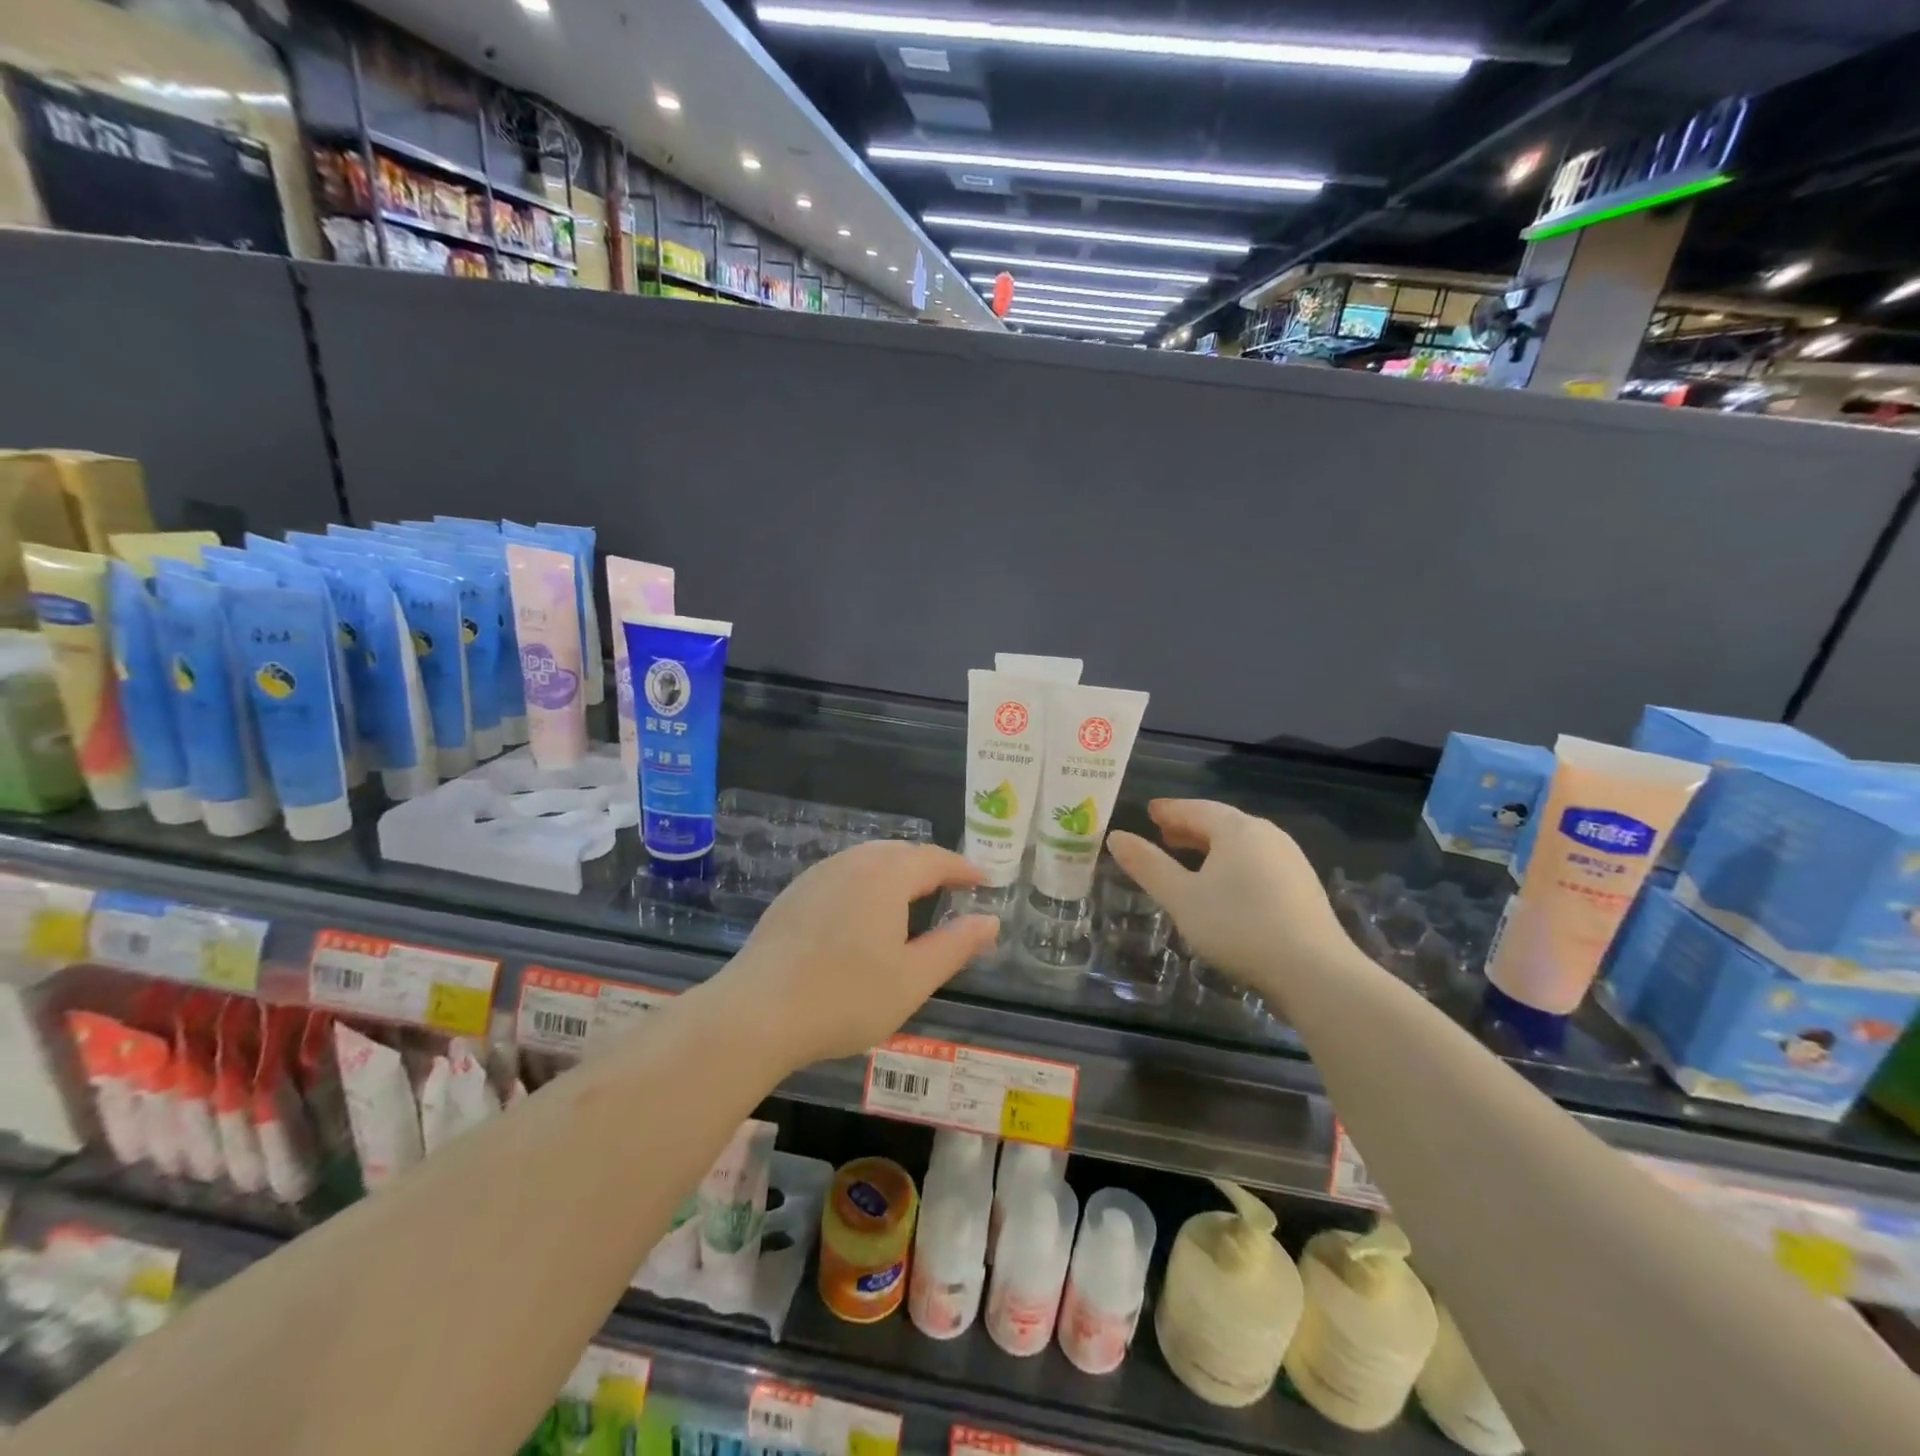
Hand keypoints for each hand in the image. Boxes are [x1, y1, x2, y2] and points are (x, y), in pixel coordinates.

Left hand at [718, 841, 1000, 1068]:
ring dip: (897, 871)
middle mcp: (852, 863)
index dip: (963, 868)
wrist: (756, 1012)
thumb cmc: (845, 997)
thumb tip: (989, 920)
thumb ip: (955, 945)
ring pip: (868, 860)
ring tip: (912, 897)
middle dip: (930, 865)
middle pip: (900, 852)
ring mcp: (817, 876)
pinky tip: (863, 912)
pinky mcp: (793, 895)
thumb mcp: (912, 979)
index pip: (935, 860)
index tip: (984, 880)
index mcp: (886, 876)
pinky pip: (842, 874)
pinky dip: (866, 882)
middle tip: (952, 888)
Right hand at [1107, 799, 1348, 1011]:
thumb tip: (1116, 836)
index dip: (1169, 810)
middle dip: (1190, 827)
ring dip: (1212, 846)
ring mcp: (1290, 860)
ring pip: (1242, 843)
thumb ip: (1148, 866)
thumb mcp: (1182, 898)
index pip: (1195, 809)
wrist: (1315, 972)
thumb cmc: (1239, 927)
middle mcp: (1267, 835)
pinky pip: (1258, 862)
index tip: (1149, 811)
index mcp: (1237, 829)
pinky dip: (1233, 863)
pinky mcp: (1303, 887)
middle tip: (1164, 834)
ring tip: (1191, 860)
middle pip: (1222, 822)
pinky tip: (1227, 886)